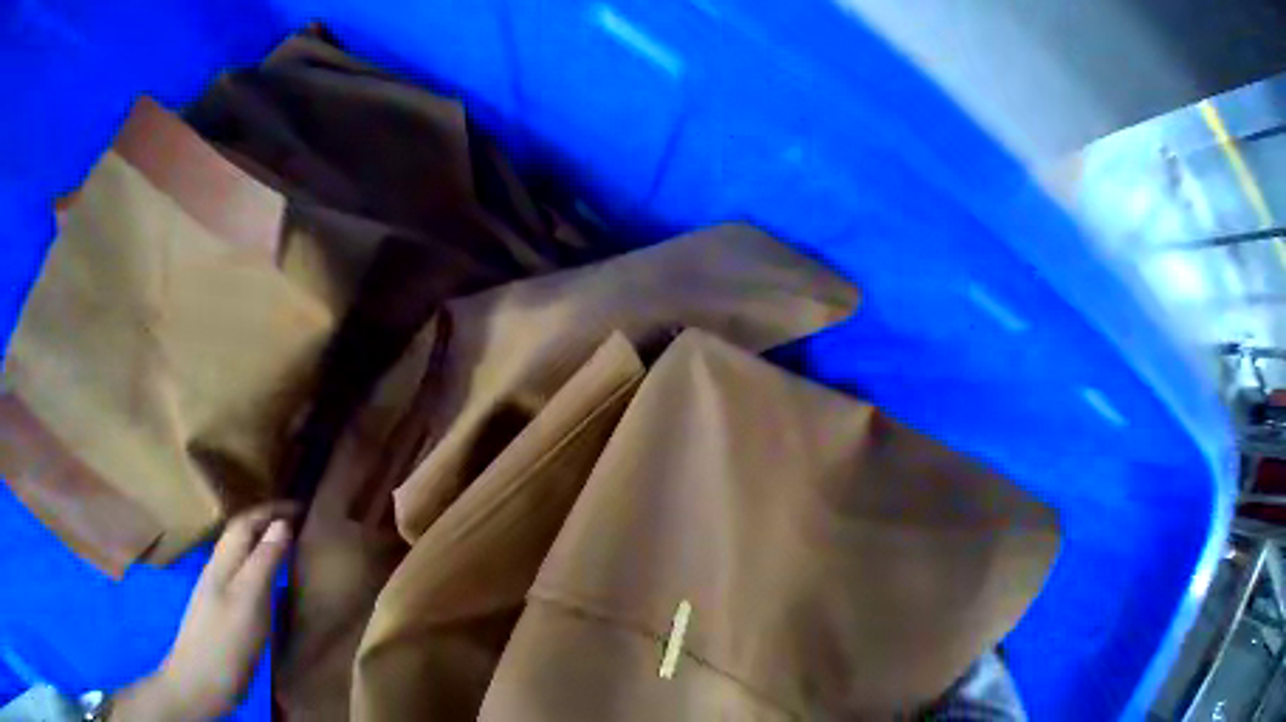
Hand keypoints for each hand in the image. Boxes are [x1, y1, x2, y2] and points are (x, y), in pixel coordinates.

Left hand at [114, 504, 294, 720]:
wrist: (198, 687)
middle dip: (272, 521)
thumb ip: (265, 558)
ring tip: (300, 540)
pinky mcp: (229, 609)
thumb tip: (283, 522)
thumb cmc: (225, 638)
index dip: (272, 509)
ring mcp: (222, 592)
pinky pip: (250, 573)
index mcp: (223, 564)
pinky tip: (283, 573)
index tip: (305, 505)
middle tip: (307, 519)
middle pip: (243, 535)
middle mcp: (220, 571)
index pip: (244, 522)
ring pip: (247, 554)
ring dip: (271, 541)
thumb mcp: (249, 595)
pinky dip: (269, 562)